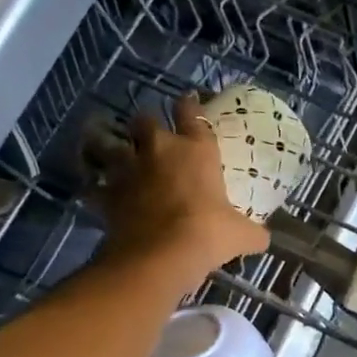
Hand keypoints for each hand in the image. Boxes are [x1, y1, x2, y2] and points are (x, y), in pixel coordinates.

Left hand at [95, 93, 266, 281]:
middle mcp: (159, 151)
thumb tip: (262, 238)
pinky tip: (97, 193)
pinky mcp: (106, 194)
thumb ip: (252, 232)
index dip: (189, 105)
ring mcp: (128, 170)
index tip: (187, 101)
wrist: (161, 255)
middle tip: (148, 135)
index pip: (192, 114)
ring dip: (106, 145)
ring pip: (107, 143)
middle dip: (145, 125)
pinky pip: (94, 185)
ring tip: (107, 150)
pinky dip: (95, 187)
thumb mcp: (243, 235)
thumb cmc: (210, 234)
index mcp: (197, 151)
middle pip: (144, 120)